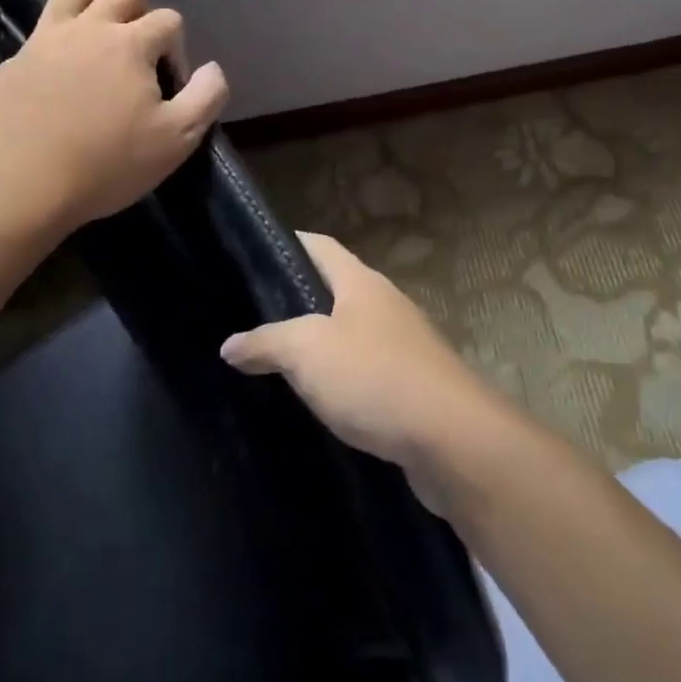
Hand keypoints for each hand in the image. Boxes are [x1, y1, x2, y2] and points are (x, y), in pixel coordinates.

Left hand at [0, 0, 228, 244]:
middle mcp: (88, 29)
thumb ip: (206, 96)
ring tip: (103, 33)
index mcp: (130, 44)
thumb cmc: (106, 165)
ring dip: (97, 2)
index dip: (177, 49)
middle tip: (140, 54)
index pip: (169, 20)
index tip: (169, 86)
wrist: (17, 188)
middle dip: (142, 13)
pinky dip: (60, 39)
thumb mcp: (177, 139)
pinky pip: (42, 31)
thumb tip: (211, 68)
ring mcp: (44, 41)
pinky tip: (61, 74)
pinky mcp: (12, 62)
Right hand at [220, 233, 510, 495]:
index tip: (252, 253)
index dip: (288, 243)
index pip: (320, 246)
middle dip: (295, 301)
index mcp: (362, 283)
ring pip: (348, 335)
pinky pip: (364, 374)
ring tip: (272, 363)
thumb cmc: (375, 377)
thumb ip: (267, 342)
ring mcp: (402, 346)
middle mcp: (385, 305)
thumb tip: (230, 344)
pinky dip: (338, 382)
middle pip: (334, 291)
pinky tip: (314, 403)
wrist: (450, 438)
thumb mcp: (308, 351)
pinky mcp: (411, 386)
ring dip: (316, 347)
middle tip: (249, 318)